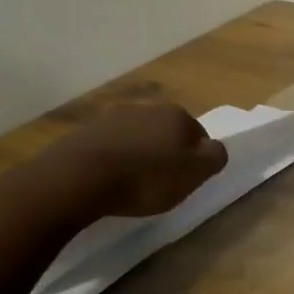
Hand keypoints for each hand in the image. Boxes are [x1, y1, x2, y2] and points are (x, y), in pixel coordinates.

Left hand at [32, 100, 226, 220]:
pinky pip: (110, 147)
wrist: (78, 178)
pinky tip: (108, 181)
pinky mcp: (84, 132)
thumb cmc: (145, 178)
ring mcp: (112, 118)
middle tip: (161, 183)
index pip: (199, 135)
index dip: (195, 159)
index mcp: (177, 115)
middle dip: (166, 154)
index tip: (186, 181)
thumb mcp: (194, 173)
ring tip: (132, 184)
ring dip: (139, 155)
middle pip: (167, 133)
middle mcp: (146, 108)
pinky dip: (114, 160)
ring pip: (137, 138)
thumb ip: (215, 157)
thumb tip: (215, 148)